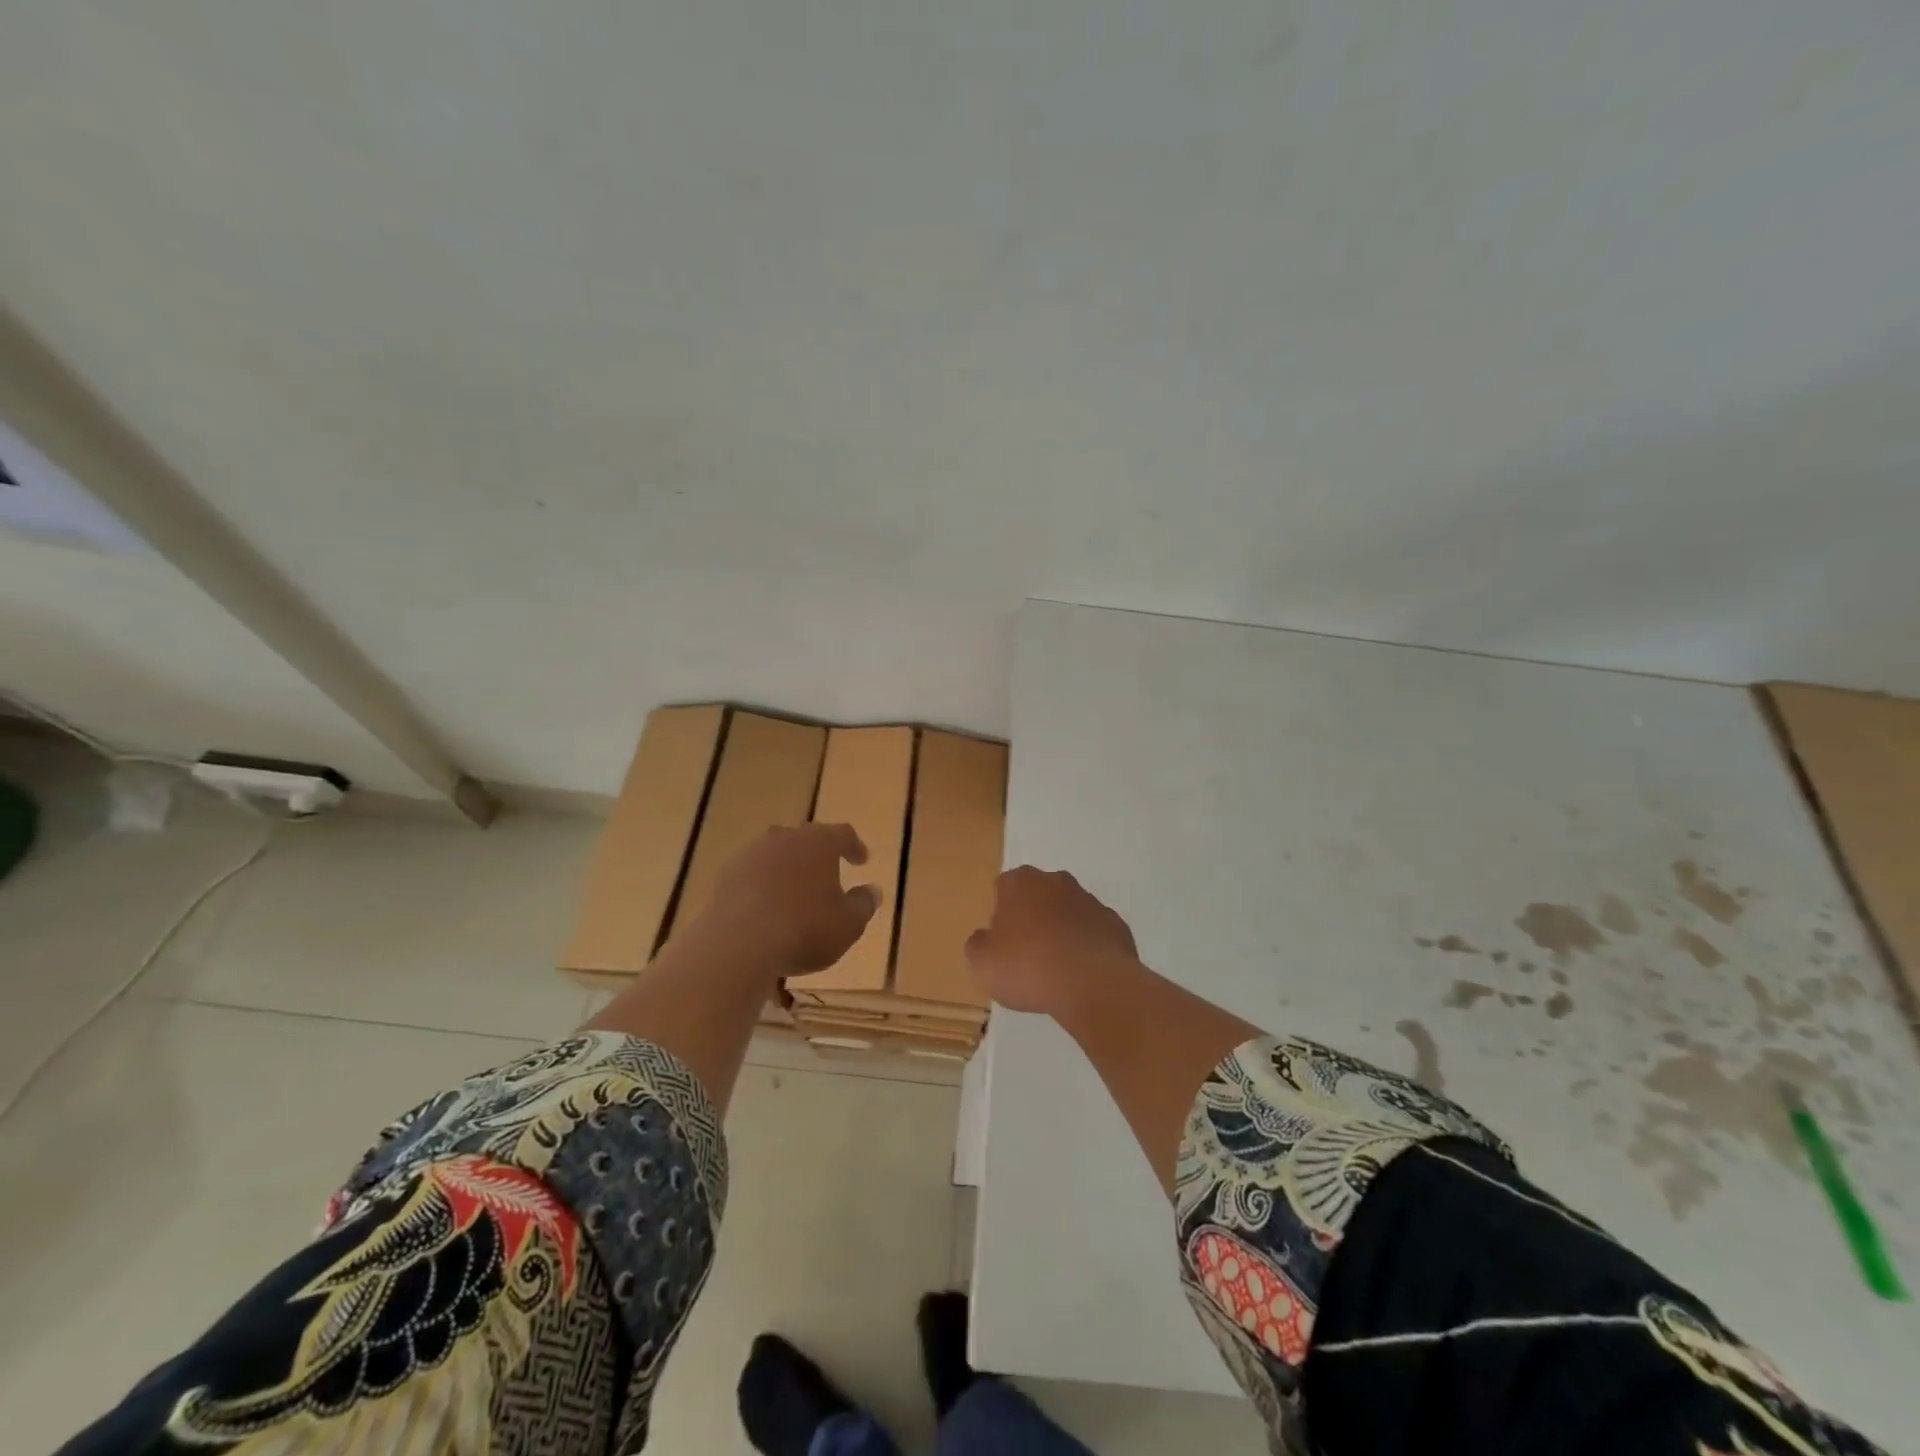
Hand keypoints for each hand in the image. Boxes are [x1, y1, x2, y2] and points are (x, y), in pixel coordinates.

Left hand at [691, 824, 880, 978]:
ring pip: (776, 854)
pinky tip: (765, 907)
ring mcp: (751, 854)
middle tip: (827, 873)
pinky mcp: (726, 875)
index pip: (843, 834)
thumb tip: (872, 890)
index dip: (854, 847)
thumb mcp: (848, 924)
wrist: (737, 944)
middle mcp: (785, 838)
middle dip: (818, 854)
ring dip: (788, 869)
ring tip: (795, 892)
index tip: (861, 860)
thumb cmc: (804, 930)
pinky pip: (753, 874)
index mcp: (819, 842)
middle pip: (806, 839)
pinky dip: (763, 885)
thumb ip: (863, 904)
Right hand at [965, 866, 1139, 1015]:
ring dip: (1061, 933)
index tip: (1001, 944)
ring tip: (1056, 971)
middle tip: (1026, 956)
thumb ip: (979, 945)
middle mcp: (1056, 882)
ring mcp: (1090, 901)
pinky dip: (1087, 949)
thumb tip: (987, 939)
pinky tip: (1081, 975)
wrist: (1093, 984)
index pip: (1003, 889)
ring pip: (1068, 913)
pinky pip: (1094, 934)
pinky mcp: (1116, 925)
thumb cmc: (1028, 966)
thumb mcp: (981, 962)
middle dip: (1032, 919)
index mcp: (1020, 882)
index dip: (1000, 916)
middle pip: (1038, 896)